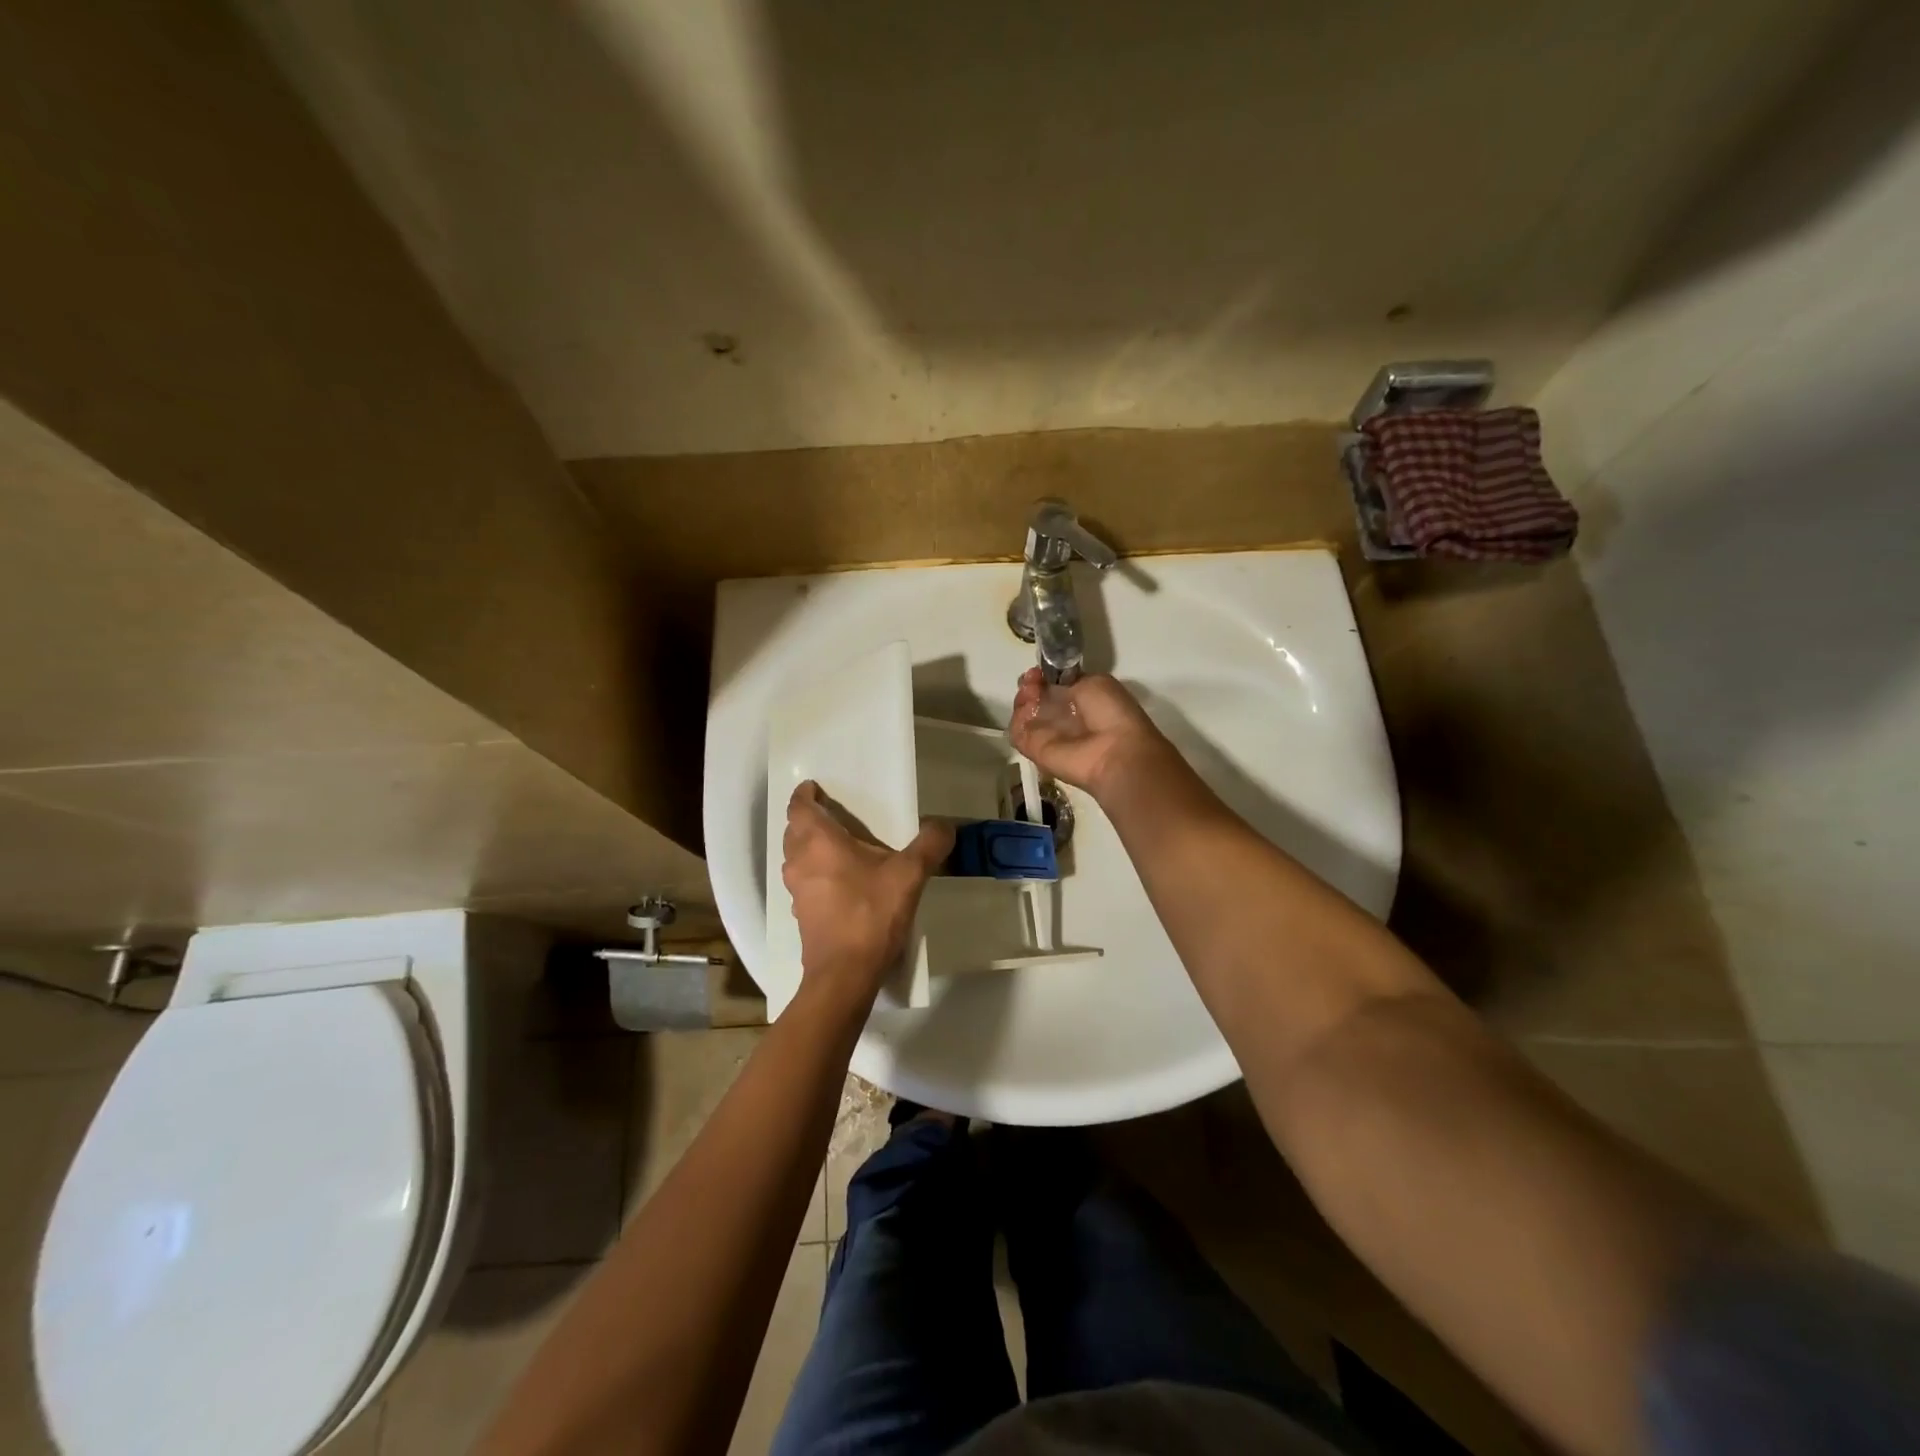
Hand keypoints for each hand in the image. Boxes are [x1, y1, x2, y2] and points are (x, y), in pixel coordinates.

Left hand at [782, 781, 952, 1004]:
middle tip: (833, 814)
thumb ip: (929, 844)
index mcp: (818, 842)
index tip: (815, 786)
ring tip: (839, 846)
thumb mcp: (909, 875)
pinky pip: (805, 883)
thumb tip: (944, 825)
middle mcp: (800, 862)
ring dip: (810, 848)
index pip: (799, 807)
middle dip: (808, 819)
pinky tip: (842, 883)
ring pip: (796, 858)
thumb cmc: (870, 914)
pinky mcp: (802, 916)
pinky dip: (816, 874)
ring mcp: (797, 891)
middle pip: (794, 831)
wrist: (845, 974)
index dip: (805, 793)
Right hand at [1008, 668, 1172, 796]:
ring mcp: (1046, 735)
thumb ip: (1069, 680)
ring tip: (1031, 692)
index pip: (1052, 687)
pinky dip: (1018, 718)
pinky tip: (1028, 708)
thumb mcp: (1096, 682)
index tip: (1039, 671)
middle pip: (1035, 699)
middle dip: (1030, 685)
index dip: (1043, 676)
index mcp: (1080, 701)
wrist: (1113, 750)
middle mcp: (1062, 718)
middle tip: (1032, 680)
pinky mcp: (1033, 750)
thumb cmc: (1110, 712)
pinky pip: (1017, 732)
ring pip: (1023, 714)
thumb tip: (1050, 681)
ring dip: (1023, 699)